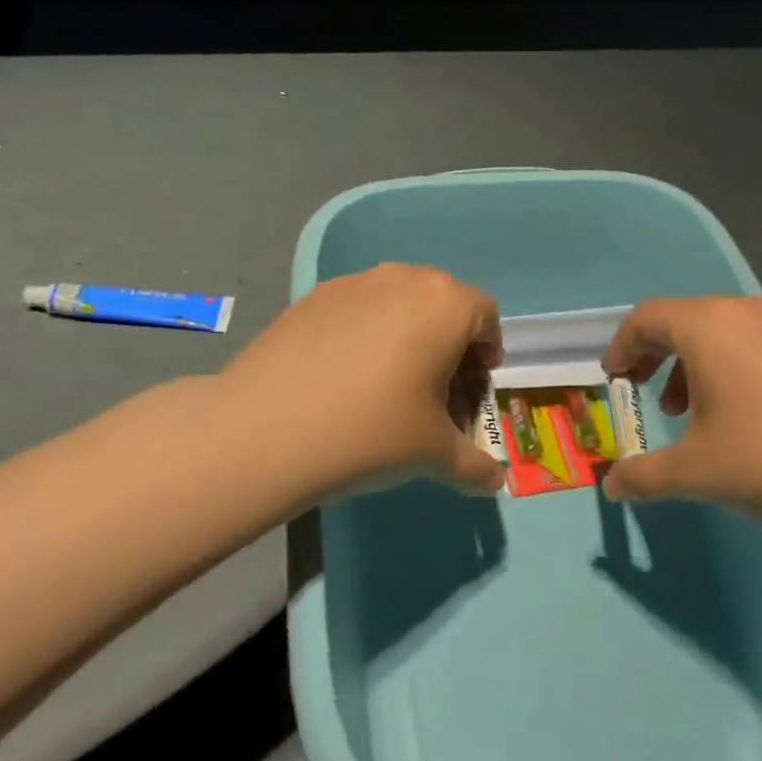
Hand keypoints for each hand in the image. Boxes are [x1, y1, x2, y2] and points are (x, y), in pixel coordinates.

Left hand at [221, 264, 506, 499]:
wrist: (267, 429)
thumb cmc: (372, 432)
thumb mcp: (435, 456)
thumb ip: (475, 467)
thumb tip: (494, 481)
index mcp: (447, 305)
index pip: (486, 317)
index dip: (488, 353)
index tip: (473, 387)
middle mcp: (404, 279)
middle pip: (443, 303)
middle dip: (449, 343)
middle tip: (435, 389)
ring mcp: (354, 283)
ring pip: (399, 302)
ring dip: (407, 334)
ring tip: (386, 383)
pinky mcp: (312, 297)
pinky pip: (357, 308)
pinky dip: (364, 333)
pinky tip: (342, 377)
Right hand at [600, 295, 761, 530]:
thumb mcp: (693, 473)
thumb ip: (642, 476)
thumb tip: (610, 486)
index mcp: (710, 327)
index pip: (647, 318)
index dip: (622, 347)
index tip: (616, 379)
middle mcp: (752, 309)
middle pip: (689, 320)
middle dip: (662, 357)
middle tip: (658, 400)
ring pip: (732, 330)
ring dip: (705, 363)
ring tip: (707, 411)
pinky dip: (748, 365)